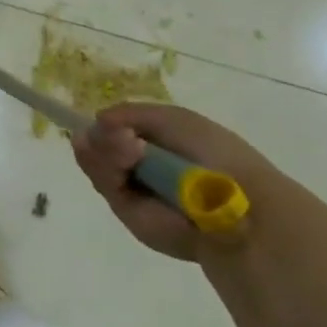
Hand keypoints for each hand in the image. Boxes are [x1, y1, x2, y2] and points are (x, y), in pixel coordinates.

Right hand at [72, 103, 279, 263]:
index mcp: (154, 142)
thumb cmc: (211, 153)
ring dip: (105, 148)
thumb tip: (97, 120)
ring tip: (130, 148)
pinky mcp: (126, 212)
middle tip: (123, 136)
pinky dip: (106, 164)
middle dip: (104, 136)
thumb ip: (129, 114)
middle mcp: (139, 165)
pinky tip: (126, 158)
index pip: (113, 127)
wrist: (231, 202)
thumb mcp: (172, 119)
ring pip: (94, 159)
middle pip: (98, 142)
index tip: (110, 121)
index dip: (107, 123)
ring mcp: (131, 188)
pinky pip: (102, 181)